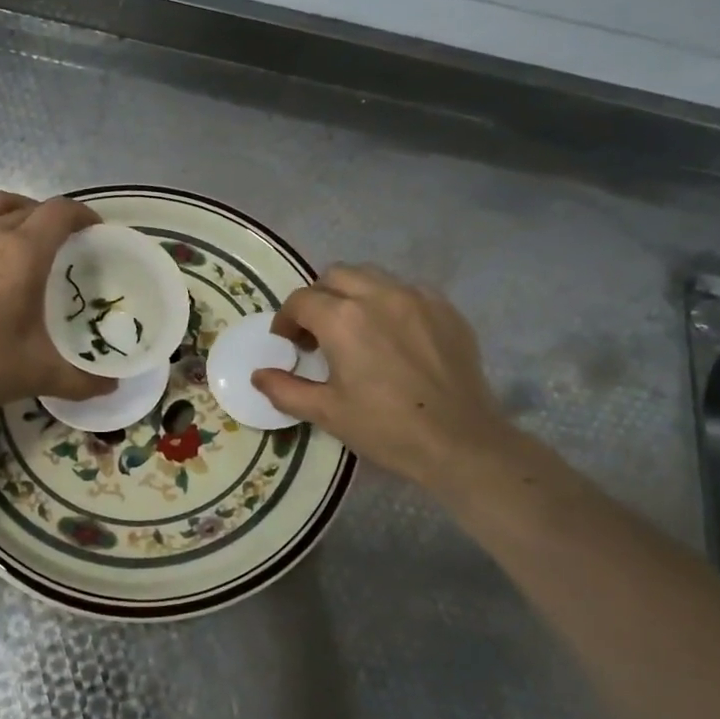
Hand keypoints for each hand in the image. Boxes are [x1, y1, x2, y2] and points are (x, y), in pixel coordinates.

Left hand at [0, 190, 115, 420]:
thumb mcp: (39, 375)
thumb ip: (82, 380)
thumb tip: (112, 387)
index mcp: (23, 253)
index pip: (60, 212)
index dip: (83, 215)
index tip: (94, 231)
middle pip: (27, 206)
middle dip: (50, 217)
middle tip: (62, 244)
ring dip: (12, 211)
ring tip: (20, 234)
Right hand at [252, 264, 515, 490]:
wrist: (460, 442)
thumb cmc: (386, 428)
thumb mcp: (327, 413)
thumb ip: (286, 389)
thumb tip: (259, 375)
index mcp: (343, 319)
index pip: (301, 301)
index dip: (287, 320)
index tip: (288, 343)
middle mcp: (378, 295)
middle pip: (335, 276)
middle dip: (318, 298)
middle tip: (317, 333)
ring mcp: (416, 297)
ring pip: (372, 276)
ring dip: (353, 294)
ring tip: (355, 328)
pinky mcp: (446, 308)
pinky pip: (407, 290)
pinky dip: (389, 302)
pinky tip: (393, 335)